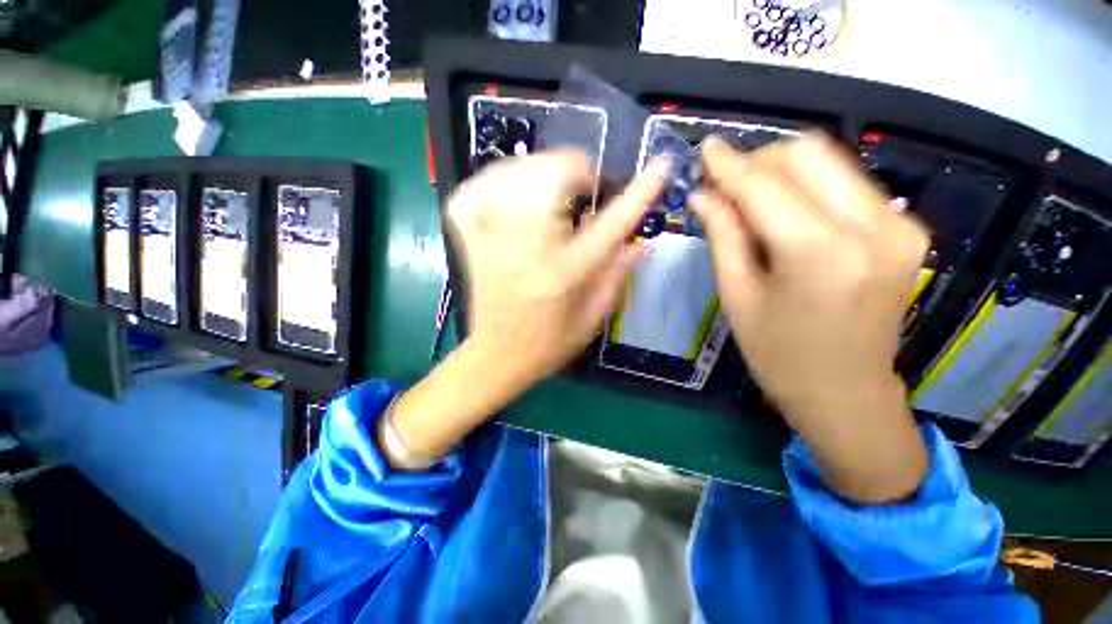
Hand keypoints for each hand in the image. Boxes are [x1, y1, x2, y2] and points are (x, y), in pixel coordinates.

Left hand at [447, 151, 667, 384]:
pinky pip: (481, 184)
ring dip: (544, 172)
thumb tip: (643, 241)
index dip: (639, 192)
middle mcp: (525, 249)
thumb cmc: (549, 342)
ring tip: (554, 196)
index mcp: (563, 273)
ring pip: (518, 170)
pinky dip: (501, 179)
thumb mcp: (593, 317)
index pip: (610, 224)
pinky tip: (514, 195)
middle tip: (587, 192)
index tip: (662, 165)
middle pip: (555, 175)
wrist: (496, 354)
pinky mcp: (467, 235)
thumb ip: (619, 275)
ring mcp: (489, 237)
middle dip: (580, 172)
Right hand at [691, 135, 929, 501]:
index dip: (729, 163)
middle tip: (726, 184)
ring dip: (784, 171)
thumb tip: (703, 195)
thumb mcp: (738, 296)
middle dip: (759, 160)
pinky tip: (788, 213)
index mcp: (820, 254)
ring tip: (751, 199)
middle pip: (808, 154)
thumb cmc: (779, 354)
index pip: (765, 186)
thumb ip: (723, 236)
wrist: (846, 393)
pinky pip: (849, 185)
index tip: (705, 147)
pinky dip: (811, 187)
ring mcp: (900, 226)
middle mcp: (872, 228)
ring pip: (832, 162)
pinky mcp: (908, 231)